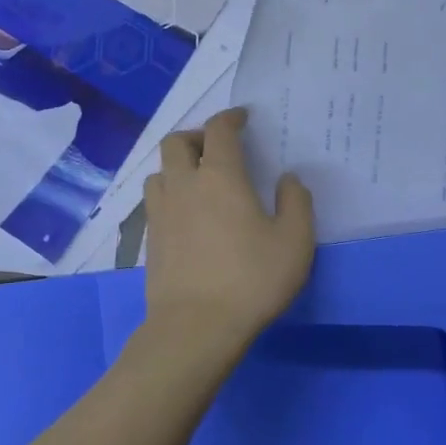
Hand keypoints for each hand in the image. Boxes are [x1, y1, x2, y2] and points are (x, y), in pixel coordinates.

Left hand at [142, 108, 314, 347]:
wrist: (195, 326)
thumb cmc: (251, 280)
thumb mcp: (294, 242)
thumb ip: (296, 202)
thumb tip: (287, 179)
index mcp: (219, 177)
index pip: (219, 131)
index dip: (230, 118)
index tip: (242, 118)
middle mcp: (183, 185)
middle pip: (176, 142)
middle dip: (196, 136)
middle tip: (216, 149)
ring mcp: (161, 212)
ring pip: (160, 171)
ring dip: (177, 166)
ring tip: (198, 182)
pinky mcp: (149, 239)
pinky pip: (155, 202)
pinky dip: (170, 195)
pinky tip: (187, 216)